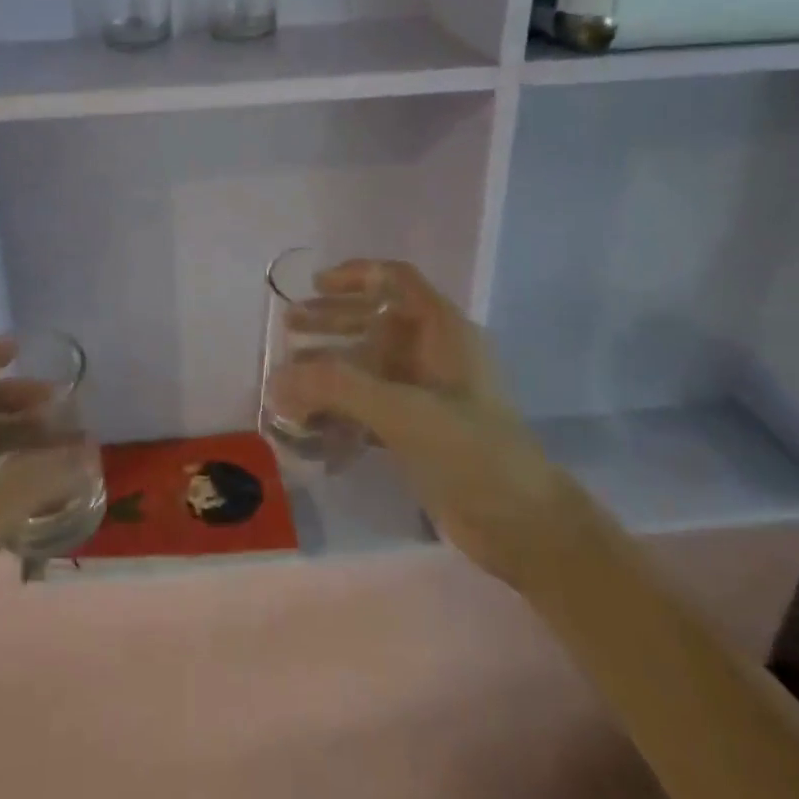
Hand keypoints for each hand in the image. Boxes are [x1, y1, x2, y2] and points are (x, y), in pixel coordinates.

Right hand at [273, 261, 577, 586]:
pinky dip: (340, 406)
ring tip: (288, 377)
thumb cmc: (469, 452)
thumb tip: (276, 378)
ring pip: (370, 363)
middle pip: (376, 320)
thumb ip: (337, 388)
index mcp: (443, 331)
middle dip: (331, 320)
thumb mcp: (402, 411)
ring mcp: (427, 392)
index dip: (356, 274)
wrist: (522, 524)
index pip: (397, 280)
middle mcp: (434, 353)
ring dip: (330, 365)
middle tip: (288, 328)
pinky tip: (308, 422)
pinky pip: (370, 403)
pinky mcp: (419, 429)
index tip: (314, 285)